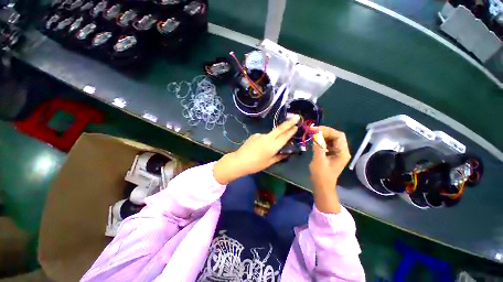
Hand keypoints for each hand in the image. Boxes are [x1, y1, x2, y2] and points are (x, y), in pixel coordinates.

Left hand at [213, 115, 299, 183]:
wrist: (239, 161)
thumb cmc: (255, 164)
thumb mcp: (269, 162)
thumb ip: (279, 156)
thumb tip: (286, 153)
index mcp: (272, 146)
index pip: (284, 137)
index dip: (291, 131)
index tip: (297, 125)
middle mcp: (267, 138)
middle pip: (280, 129)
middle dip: (289, 122)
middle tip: (296, 117)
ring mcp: (260, 135)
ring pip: (271, 133)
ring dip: (275, 135)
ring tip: (269, 147)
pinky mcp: (254, 135)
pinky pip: (263, 136)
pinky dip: (266, 139)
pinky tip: (260, 147)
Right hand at [309, 126, 350, 213]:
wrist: (322, 186)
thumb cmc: (321, 175)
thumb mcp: (319, 159)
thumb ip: (318, 145)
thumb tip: (316, 134)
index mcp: (342, 152)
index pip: (339, 136)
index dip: (328, 130)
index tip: (316, 129)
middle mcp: (342, 151)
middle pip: (335, 136)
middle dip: (324, 132)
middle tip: (313, 131)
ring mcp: (337, 153)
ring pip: (331, 139)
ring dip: (322, 136)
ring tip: (313, 134)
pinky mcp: (331, 154)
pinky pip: (327, 144)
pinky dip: (321, 141)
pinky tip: (314, 141)